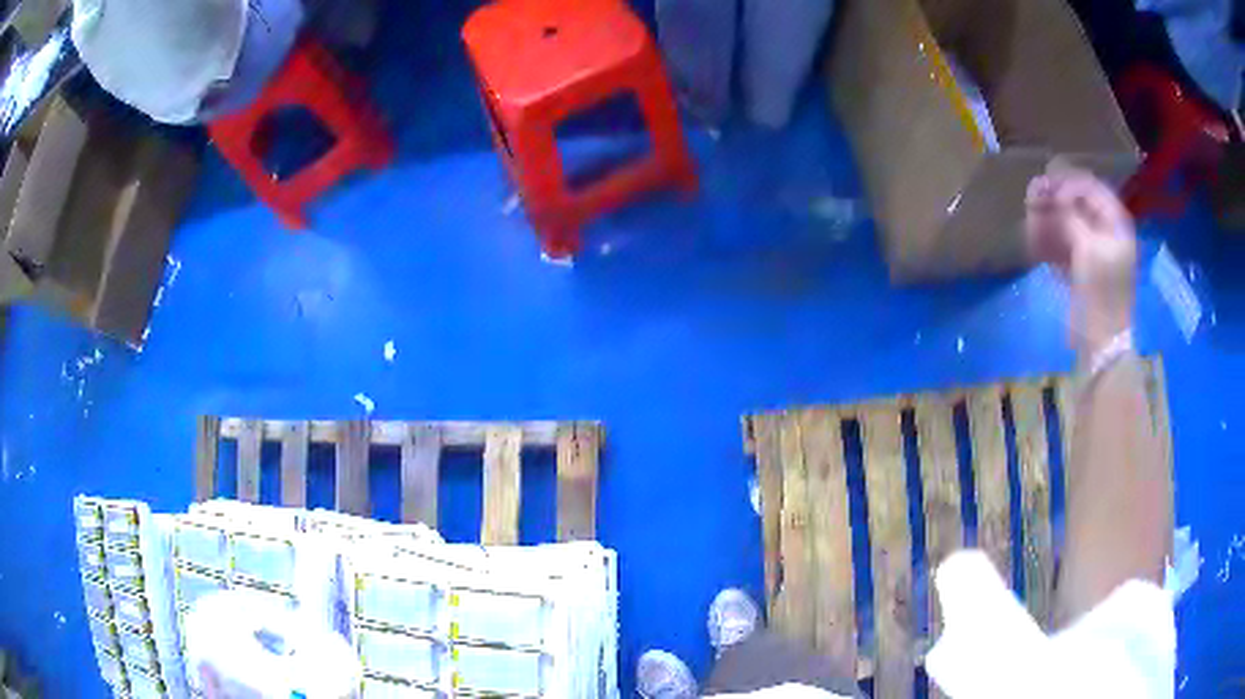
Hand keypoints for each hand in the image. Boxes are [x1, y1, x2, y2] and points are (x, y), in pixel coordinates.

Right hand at [1026, 163, 1136, 354]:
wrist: (1102, 344)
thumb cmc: (1102, 294)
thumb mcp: (1088, 248)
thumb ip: (1071, 217)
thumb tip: (1053, 195)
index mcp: (1115, 224)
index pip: (1091, 188)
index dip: (1067, 184)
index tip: (1046, 189)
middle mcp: (1106, 233)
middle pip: (1077, 205)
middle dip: (1054, 201)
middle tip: (1030, 197)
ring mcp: (1093, 252)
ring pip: (1067, 225)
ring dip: (1047, 220)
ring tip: (1028, 219)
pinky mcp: (1081, 271)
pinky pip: (1063, 246)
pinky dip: (1048, 242)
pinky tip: (1033, 241)